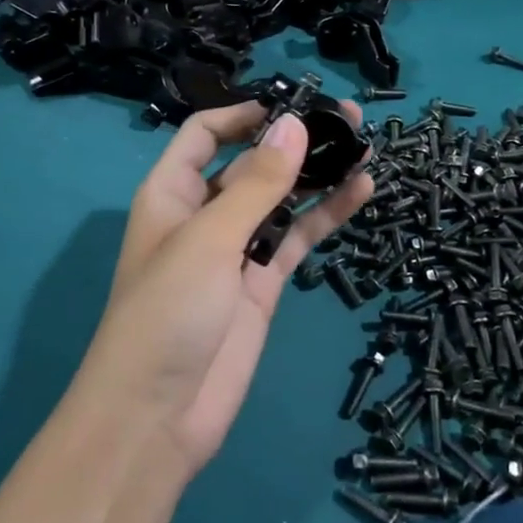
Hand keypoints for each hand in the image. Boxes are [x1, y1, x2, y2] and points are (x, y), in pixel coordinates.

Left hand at [82, 101, 372, 474]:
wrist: (157, 418)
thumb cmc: (167, 313)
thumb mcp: (209, 239)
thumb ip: (257, 182)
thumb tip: (295, 123)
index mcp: (172, 192)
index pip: (205, 134)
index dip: (244, 114)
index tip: (294, 103)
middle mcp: (204, 213)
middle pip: (251, 162)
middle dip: (294, 139)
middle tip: (348, 119)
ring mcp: (236, 248)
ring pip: (281, 198)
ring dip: (318, 173)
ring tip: (365, 147)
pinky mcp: (262, 282)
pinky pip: (296, 236)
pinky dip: (326, 214)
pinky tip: (361, 191)